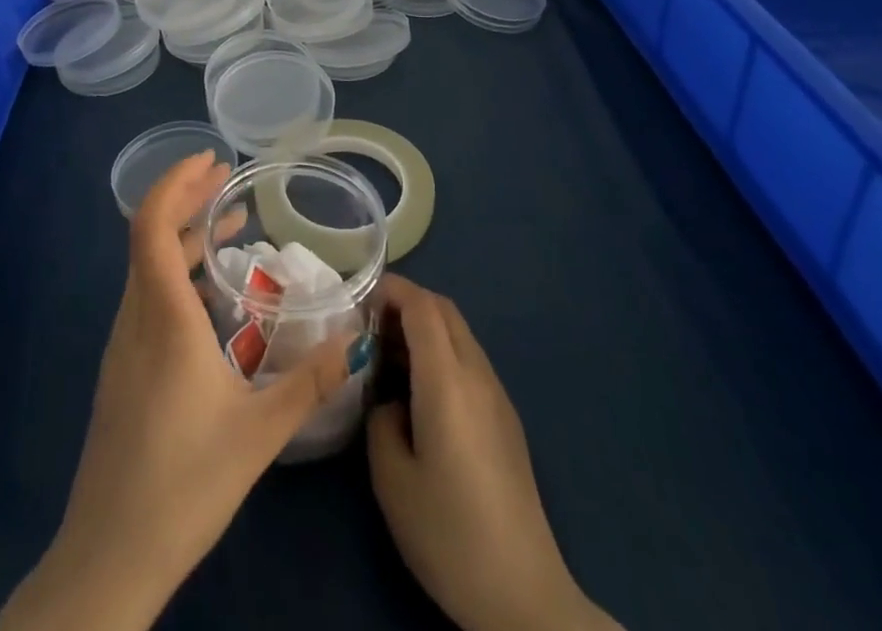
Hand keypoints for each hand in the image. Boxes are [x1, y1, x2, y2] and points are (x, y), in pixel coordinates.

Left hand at [0, 154, 368, 630]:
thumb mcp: (260, 432)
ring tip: (230, 226)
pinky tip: (212, 296)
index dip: (175, 183)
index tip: (211, 162)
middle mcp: (135, 319)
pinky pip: (147, 298)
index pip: (150, 226)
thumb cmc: (184, 484)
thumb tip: (359, 339)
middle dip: (187, 200)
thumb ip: (311, 381)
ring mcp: (123, 346)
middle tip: (229, 183)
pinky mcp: (122, 370)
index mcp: (163, 319)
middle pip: (149, 237)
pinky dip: (177, 272)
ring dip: (183, 237)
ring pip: (147, 267)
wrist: (109, 557)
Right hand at [367, 275, 622, 630]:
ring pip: (459, 334)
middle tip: (369, 324)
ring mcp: (497, 395)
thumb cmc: (449, 533)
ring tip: (388, 355)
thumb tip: (391, 401)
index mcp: (448, 380)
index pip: (421, 306)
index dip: (390, 290)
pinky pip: (469, 360)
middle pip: (444, 311)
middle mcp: (477, 374)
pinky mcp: (506, 418)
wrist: (522, 592)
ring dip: (425, 328)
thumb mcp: (392, 479)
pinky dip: (441, 352)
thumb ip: (381, 420)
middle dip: (406, 302)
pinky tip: (419, 390)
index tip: (360, 298)